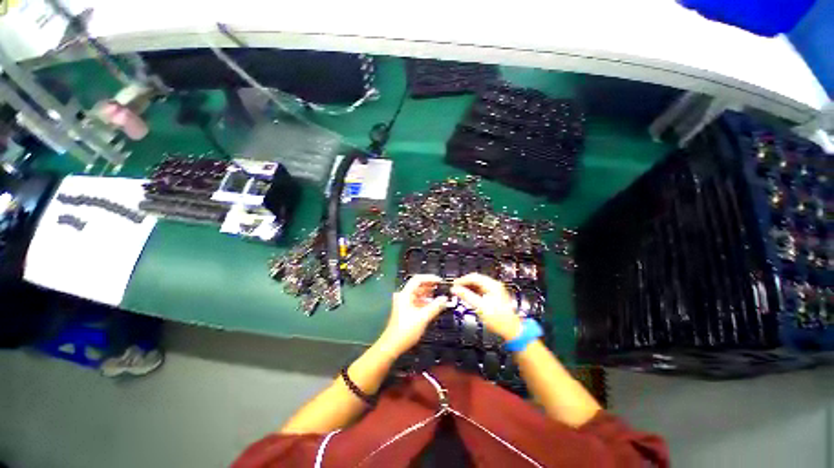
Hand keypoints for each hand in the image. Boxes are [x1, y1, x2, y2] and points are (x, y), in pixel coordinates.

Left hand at [378, 274, 446, 356]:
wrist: (392, 345)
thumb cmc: (406, 330)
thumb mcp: (423, 318)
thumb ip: (435, 307)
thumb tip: (445, 299)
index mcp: (405, 294)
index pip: (418, 279)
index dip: (430, 278)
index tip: (441, 281)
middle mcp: (404, 296)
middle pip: (418, 286)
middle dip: (431, 286)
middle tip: (443, 288)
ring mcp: (404, 303)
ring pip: (418, 294)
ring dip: (429, 294)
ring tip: (441, 296)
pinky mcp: (406, 310)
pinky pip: (417, 301)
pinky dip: (426, 302)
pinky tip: (434, 305)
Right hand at [452, 273, 521, 340]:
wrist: (512, 330)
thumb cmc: (499, 319)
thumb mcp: (480, 307)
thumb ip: (466, 296)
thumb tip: (455, 289)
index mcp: (492, 285)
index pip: (474, 277)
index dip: (462, 280)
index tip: (453, 285)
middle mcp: (494, 286)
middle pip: (476, 280)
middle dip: (465, 283)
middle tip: (455, 289)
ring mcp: (494, 291)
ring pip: (478, 285)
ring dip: (468, 288)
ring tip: (460, 293)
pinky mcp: (494, 297)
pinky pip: (480, 291)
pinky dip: (473, 292)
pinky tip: (468, 297)